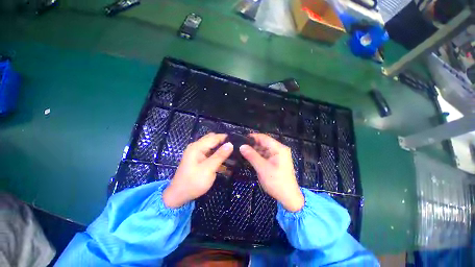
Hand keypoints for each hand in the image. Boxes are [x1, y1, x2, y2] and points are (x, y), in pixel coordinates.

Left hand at [163, 133, 232, 207]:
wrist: (178, 196)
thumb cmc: (193, 182)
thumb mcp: (208, 169)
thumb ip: (220, 155)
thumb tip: (230, 144)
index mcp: (197, 147)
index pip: (214, 137)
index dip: (225, 138)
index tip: (237, 141)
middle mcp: (197, 147)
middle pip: (213, 140)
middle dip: (223, 143)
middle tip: (235, 148)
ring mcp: (197, 153)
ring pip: (212, 147)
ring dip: (221, 150)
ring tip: (233, 154)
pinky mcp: (199, 159)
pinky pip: (210, 154)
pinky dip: (217, 156)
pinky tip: (226, 161)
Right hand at [240, 134, 303, 211]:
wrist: (288, 197)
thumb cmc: (276, 182)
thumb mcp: (262, 168)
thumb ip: (252, 156)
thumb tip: (242, 146)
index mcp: (279, 148)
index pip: (264, 137)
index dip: (252, 137)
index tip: (240, 139)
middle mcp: (279, 149)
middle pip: (263, 143)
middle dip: (252, 145)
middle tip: (239, 147)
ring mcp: (278, 155)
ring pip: (263, 149)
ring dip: (254, 150)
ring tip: (242, 151)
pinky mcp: (275, 161)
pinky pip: (265, 155)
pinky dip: (257, 156)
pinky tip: (249, 157)